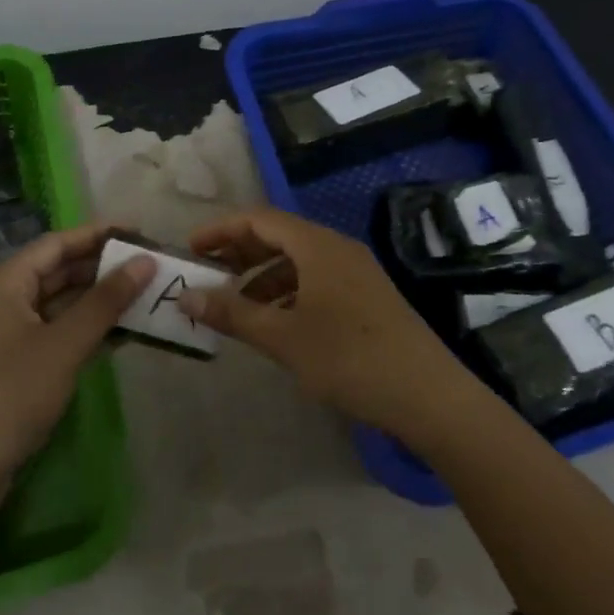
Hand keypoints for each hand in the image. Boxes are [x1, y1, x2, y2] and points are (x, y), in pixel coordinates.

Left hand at [0, 224, 153, 520]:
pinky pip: (59, 333)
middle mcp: (5, 300)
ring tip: (148, 295)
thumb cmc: (8, 396)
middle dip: (105, 268)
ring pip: (62, 304)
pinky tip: (126, 333)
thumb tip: (146, 261)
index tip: (141, 232)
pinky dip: (89, 330)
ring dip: (101, 301)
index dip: (99, 234)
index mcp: (5, 283)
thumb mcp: (63, 345)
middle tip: (152, 266)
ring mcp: (10, 335)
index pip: (58, 243)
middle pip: (60, 271)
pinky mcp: (17, 366)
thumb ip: (106, 301)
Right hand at [178, 207, 466, 439]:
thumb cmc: (349, 358)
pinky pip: (316, 279)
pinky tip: (276, 322)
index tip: (192, 248)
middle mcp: (337, 248)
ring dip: (263, 276)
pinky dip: (288, 292)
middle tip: (208, 275)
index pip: (260, 219)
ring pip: (299, 260)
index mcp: (317, 245)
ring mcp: (356, 271)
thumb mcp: (283, 338)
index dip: (222, 230)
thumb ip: (233, 314)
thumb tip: (185, 297)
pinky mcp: (367, 296)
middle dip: (241, 252)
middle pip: (280, 236)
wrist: (427, 395)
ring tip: (236, 305)